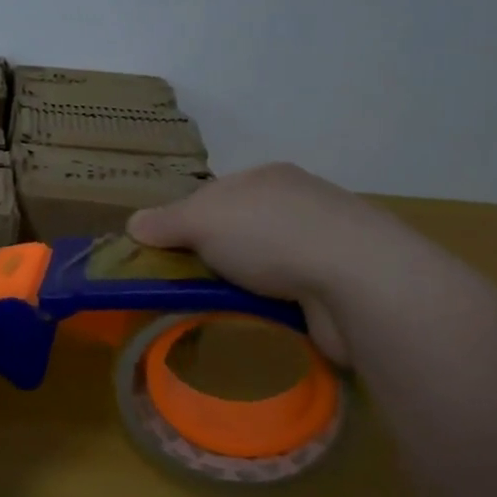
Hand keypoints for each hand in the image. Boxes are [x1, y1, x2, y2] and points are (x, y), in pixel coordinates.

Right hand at [126, 163, 402, 363]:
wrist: (361, 280)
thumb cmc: (271, 235)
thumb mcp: (199, 219)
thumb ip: (164, 222)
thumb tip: (135, 225)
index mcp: (267, 177)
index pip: (212, 195)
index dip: (184, 222)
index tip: (166, 253)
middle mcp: (298, 202)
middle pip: (238, 229)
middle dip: (213, 256)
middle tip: (185, 285)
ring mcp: (326, 242)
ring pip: (265, 264)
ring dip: (243, 284)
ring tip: (217, 308)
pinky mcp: (344, 283)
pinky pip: (293, 293)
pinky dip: (273, 305)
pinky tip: (259, 319)